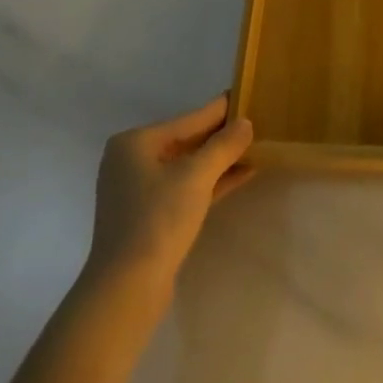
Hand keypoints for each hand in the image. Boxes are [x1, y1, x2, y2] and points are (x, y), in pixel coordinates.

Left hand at [86, 96, 254, 296]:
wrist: (127, 286)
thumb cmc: (158, 219)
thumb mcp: (196, 176)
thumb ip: (223, 146)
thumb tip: (245, 122)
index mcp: (134, 143)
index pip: (187, 120)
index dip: (219, 111)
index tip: (243, 96)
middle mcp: (131, 161)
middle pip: (186, 142)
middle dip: (220, 137)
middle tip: (255, 123)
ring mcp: (139, 191)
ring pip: (187, 167)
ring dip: (219, 161)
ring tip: (255, 148)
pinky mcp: (150, 217)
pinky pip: (186, 189)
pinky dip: (211, 182)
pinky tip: (242, 175)